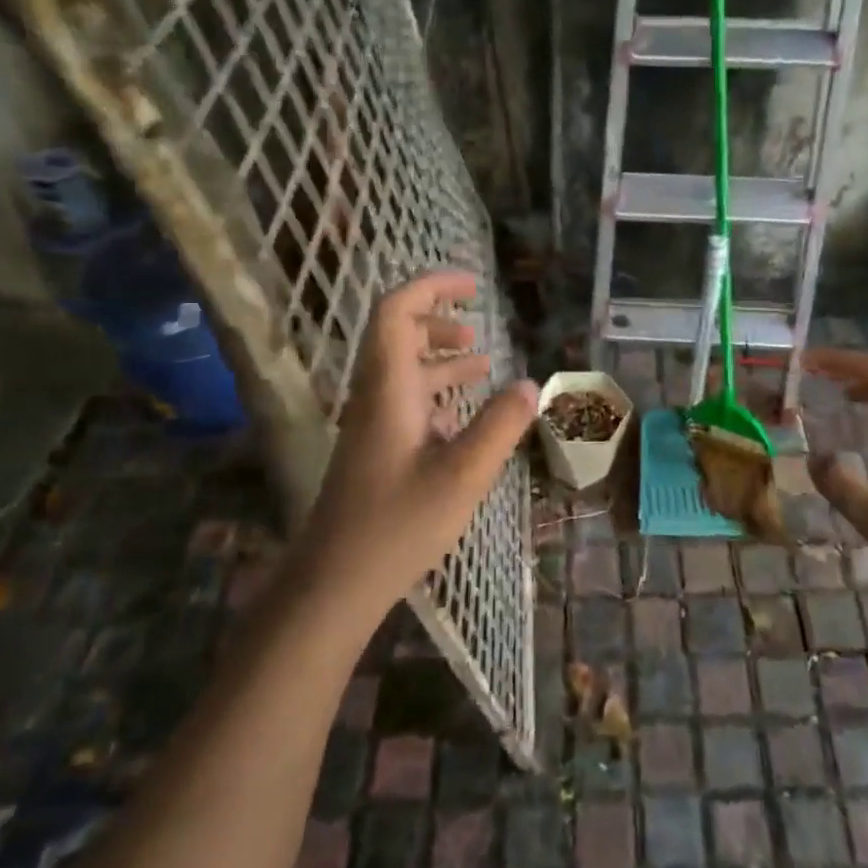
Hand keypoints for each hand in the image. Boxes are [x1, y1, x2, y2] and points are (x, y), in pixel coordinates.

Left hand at [297, 270, 536, 620]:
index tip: (473, 286)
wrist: (336, 581)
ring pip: (403, 369)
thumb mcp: (464, 474)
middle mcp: (375, 395)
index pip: (397, 311)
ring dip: (440, 357)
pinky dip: (436, 393)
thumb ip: (501, 425)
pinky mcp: (375, 448)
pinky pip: (405, 401)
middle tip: (478, 327)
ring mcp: (372, 423)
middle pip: (397, 334)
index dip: (432, 287)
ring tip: (482, 363)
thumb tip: (531, 384)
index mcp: (388, 388)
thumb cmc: (398, 524)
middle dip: (438, 320)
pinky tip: (465, 414)